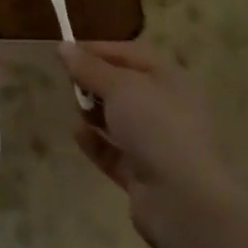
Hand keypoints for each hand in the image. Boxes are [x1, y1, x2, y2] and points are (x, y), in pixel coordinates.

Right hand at [60, 42, 246, 247]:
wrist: (184, 200)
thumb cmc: (156, 127)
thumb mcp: (119, 86)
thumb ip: (89, 67)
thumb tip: (63, 47)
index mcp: (169, 79)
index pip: (129, 54)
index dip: (97, 50)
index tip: (65, 52)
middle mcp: (166, 108)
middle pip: (122, 87)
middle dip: (94, 83)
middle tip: (69, 83)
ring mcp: (157, 143)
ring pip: (118, 119)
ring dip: (94, 112)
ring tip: (77, 110)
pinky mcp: (144, 174)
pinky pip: (113, 151)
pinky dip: (95, 142)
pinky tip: (79, 135)